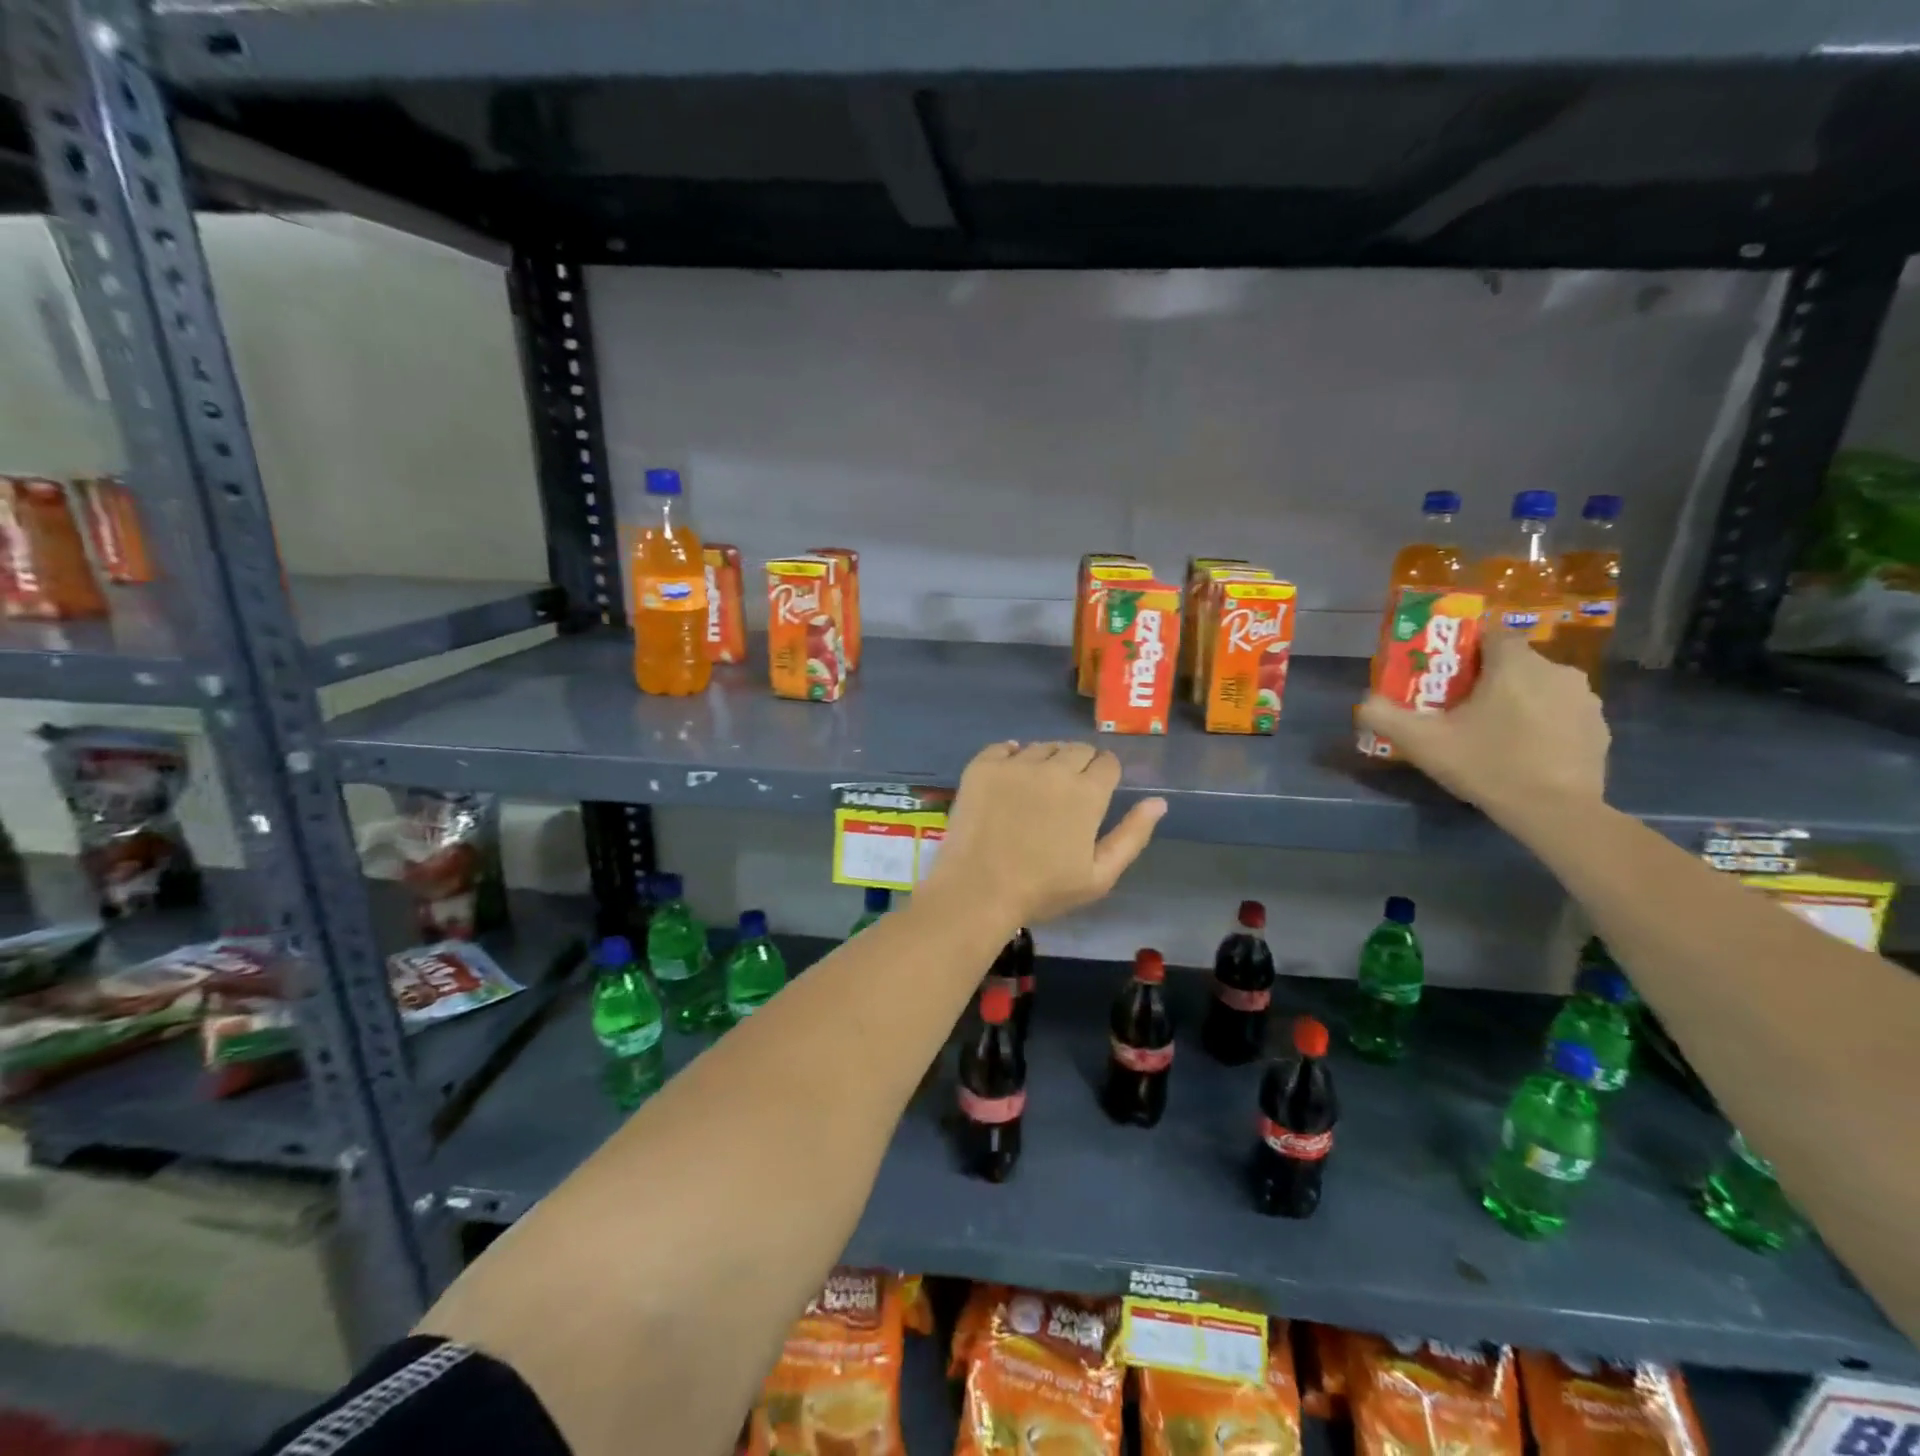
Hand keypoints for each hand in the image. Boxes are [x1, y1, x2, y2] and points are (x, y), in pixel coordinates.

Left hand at [923, 741, 1165, 928]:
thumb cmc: (1042, 890)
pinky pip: (1004, 747)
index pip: (1107, 762)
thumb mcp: (1099, 875)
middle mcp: (1054, 768)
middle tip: (1066, 795)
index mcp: (1087, 792)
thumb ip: (1132, 835)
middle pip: (1077, 749)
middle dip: (1079, 765)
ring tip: (1035, 790)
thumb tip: (1159, 801)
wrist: (977, 891)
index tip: (1095, 793)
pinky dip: (1010, 757)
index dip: (1105, 775)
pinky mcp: (982, 766)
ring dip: (1046, 761)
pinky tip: (1008, 778)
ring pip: (1042, 747)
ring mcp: (1015, 764)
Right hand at [1355, 632, 1608, 822]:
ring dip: (1518, 700)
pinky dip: (1543, 724)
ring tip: (1492, 732)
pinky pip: (1561, 713)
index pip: (1490, 634)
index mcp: (1514, 664)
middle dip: (1488, 679)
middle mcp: (1557, 670)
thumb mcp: (1421, 742)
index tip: (1446, 674)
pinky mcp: (1600, 728)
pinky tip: (1524, 751)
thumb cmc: (1487, 764)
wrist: (1557, 811)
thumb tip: (1364, 702)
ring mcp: (1584, 700)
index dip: (1465, 649)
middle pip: (1514, 662)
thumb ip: (1385, 716)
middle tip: (1460, 708)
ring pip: (1540, 687)